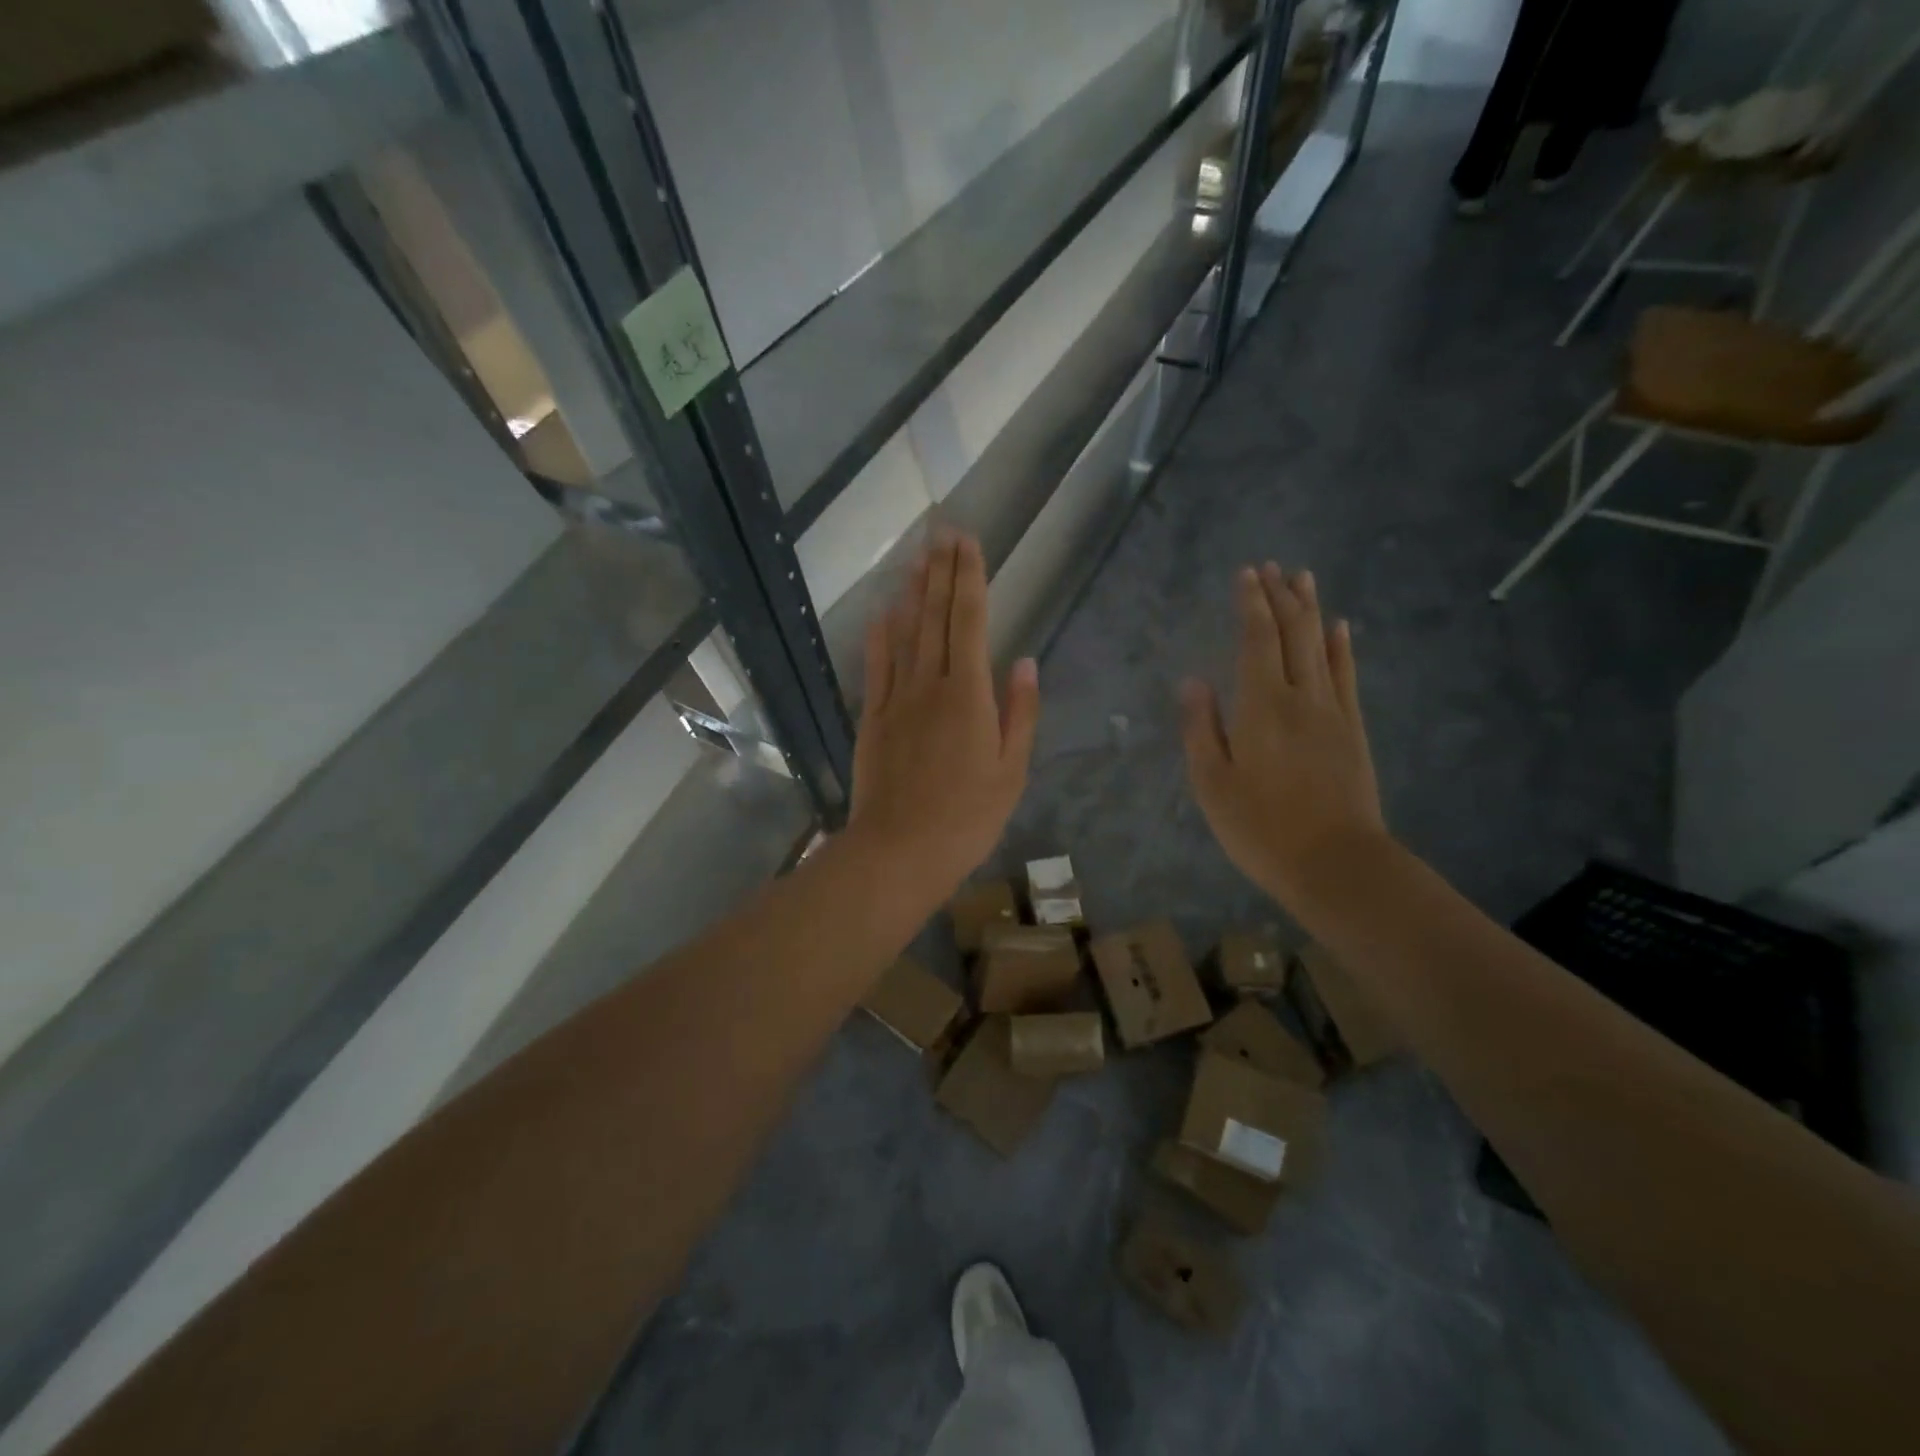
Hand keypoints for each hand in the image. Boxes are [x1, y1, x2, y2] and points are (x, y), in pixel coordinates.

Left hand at [846, 530, 1039, 899]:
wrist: (900, 850)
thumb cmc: (967, 817)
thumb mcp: (1011, 771)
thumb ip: (1019, 713)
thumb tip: (1025, 662)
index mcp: (969, 695)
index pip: (969, 621)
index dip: (969, 578)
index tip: (967, 542)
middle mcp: (930, 684)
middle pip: (935, 617)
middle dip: (940, 571)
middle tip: (941, 531)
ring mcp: (896, 699)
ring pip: (904, 634)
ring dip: (912, 592)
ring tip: (916, 557)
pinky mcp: (872, 718)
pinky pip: (876, 668)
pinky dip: (879, 636)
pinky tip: (882, 612)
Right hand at [1181, 563, 1387, 910]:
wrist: (1336, 864)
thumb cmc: (1261, 828)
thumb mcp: (1212, 784)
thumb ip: (1201, 728)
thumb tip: (1192, 680)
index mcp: (1260, 707)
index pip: (1256, 640)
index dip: (1251, 604)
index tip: (1246, 574)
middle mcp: (1300, 697)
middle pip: (1292, 634)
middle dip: (1280, 596)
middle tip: (1271, 566)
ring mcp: (1332, 712)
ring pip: (1321, 647)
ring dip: (1310, 609)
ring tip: (1303, 578)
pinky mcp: (1353, 730)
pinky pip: (1347, 676)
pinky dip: (1342, 647)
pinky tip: (1340, 628)